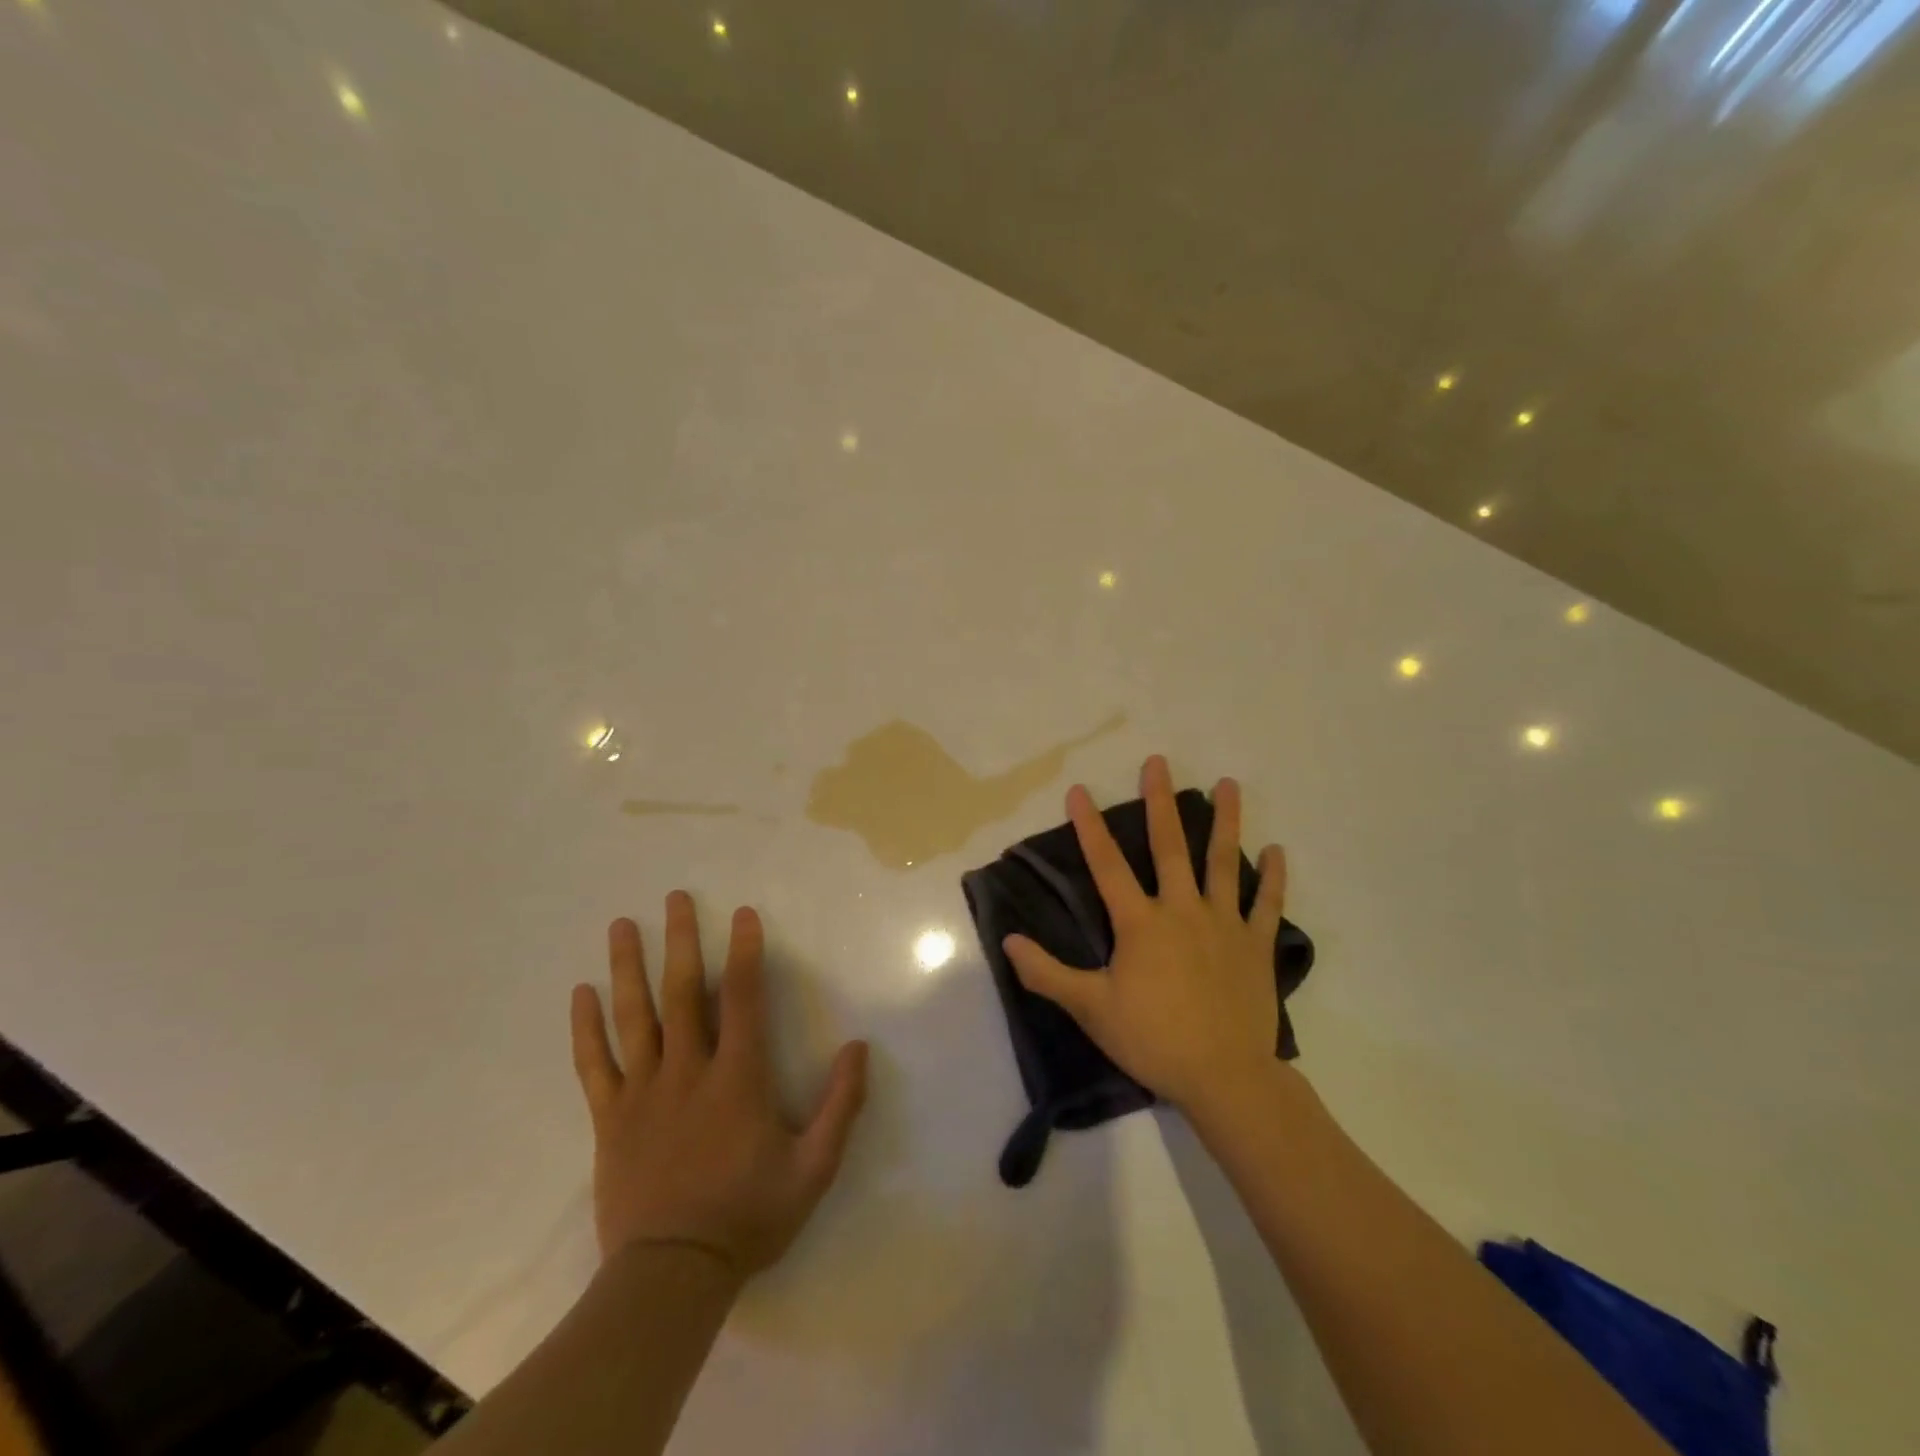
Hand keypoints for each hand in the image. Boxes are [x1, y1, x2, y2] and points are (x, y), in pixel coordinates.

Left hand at [570, 891, 868, 1278]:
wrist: (671, 1276)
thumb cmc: (748, 1216)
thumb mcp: (814, 1168)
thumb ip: (841, 1105)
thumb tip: (859, 1047)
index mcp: (737, 1078)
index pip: (741, 999)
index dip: (744, 952)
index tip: (743, 914)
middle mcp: (688, 1071)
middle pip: (681, 993)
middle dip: (679, 940)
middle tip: (674, 897)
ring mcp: (643, 1092)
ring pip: (633, 1017)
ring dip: (627, 967)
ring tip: (620, 924)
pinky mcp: (610, 1118)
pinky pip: (593, 1065)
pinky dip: (585, 1028)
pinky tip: (579, 994)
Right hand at [1003, 755, 1287, 1112]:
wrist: (1224, 1076)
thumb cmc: (1153, 1038)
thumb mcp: (1091, 1009)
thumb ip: (1047, 973)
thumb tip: (1008, 941)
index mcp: (1140, 923)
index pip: (1107, 865)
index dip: (1089, 827)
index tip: (1079, 790)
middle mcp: (1182, 910)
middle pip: (1169, 847)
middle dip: (1161, 802)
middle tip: (1158, 763)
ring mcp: (1224, 924)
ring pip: (1223, 862)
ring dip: (1226, 822)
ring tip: (1229, 784)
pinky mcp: (1255, 945)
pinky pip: (1267, 904)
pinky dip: (1274, 877)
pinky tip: (1277, 849)